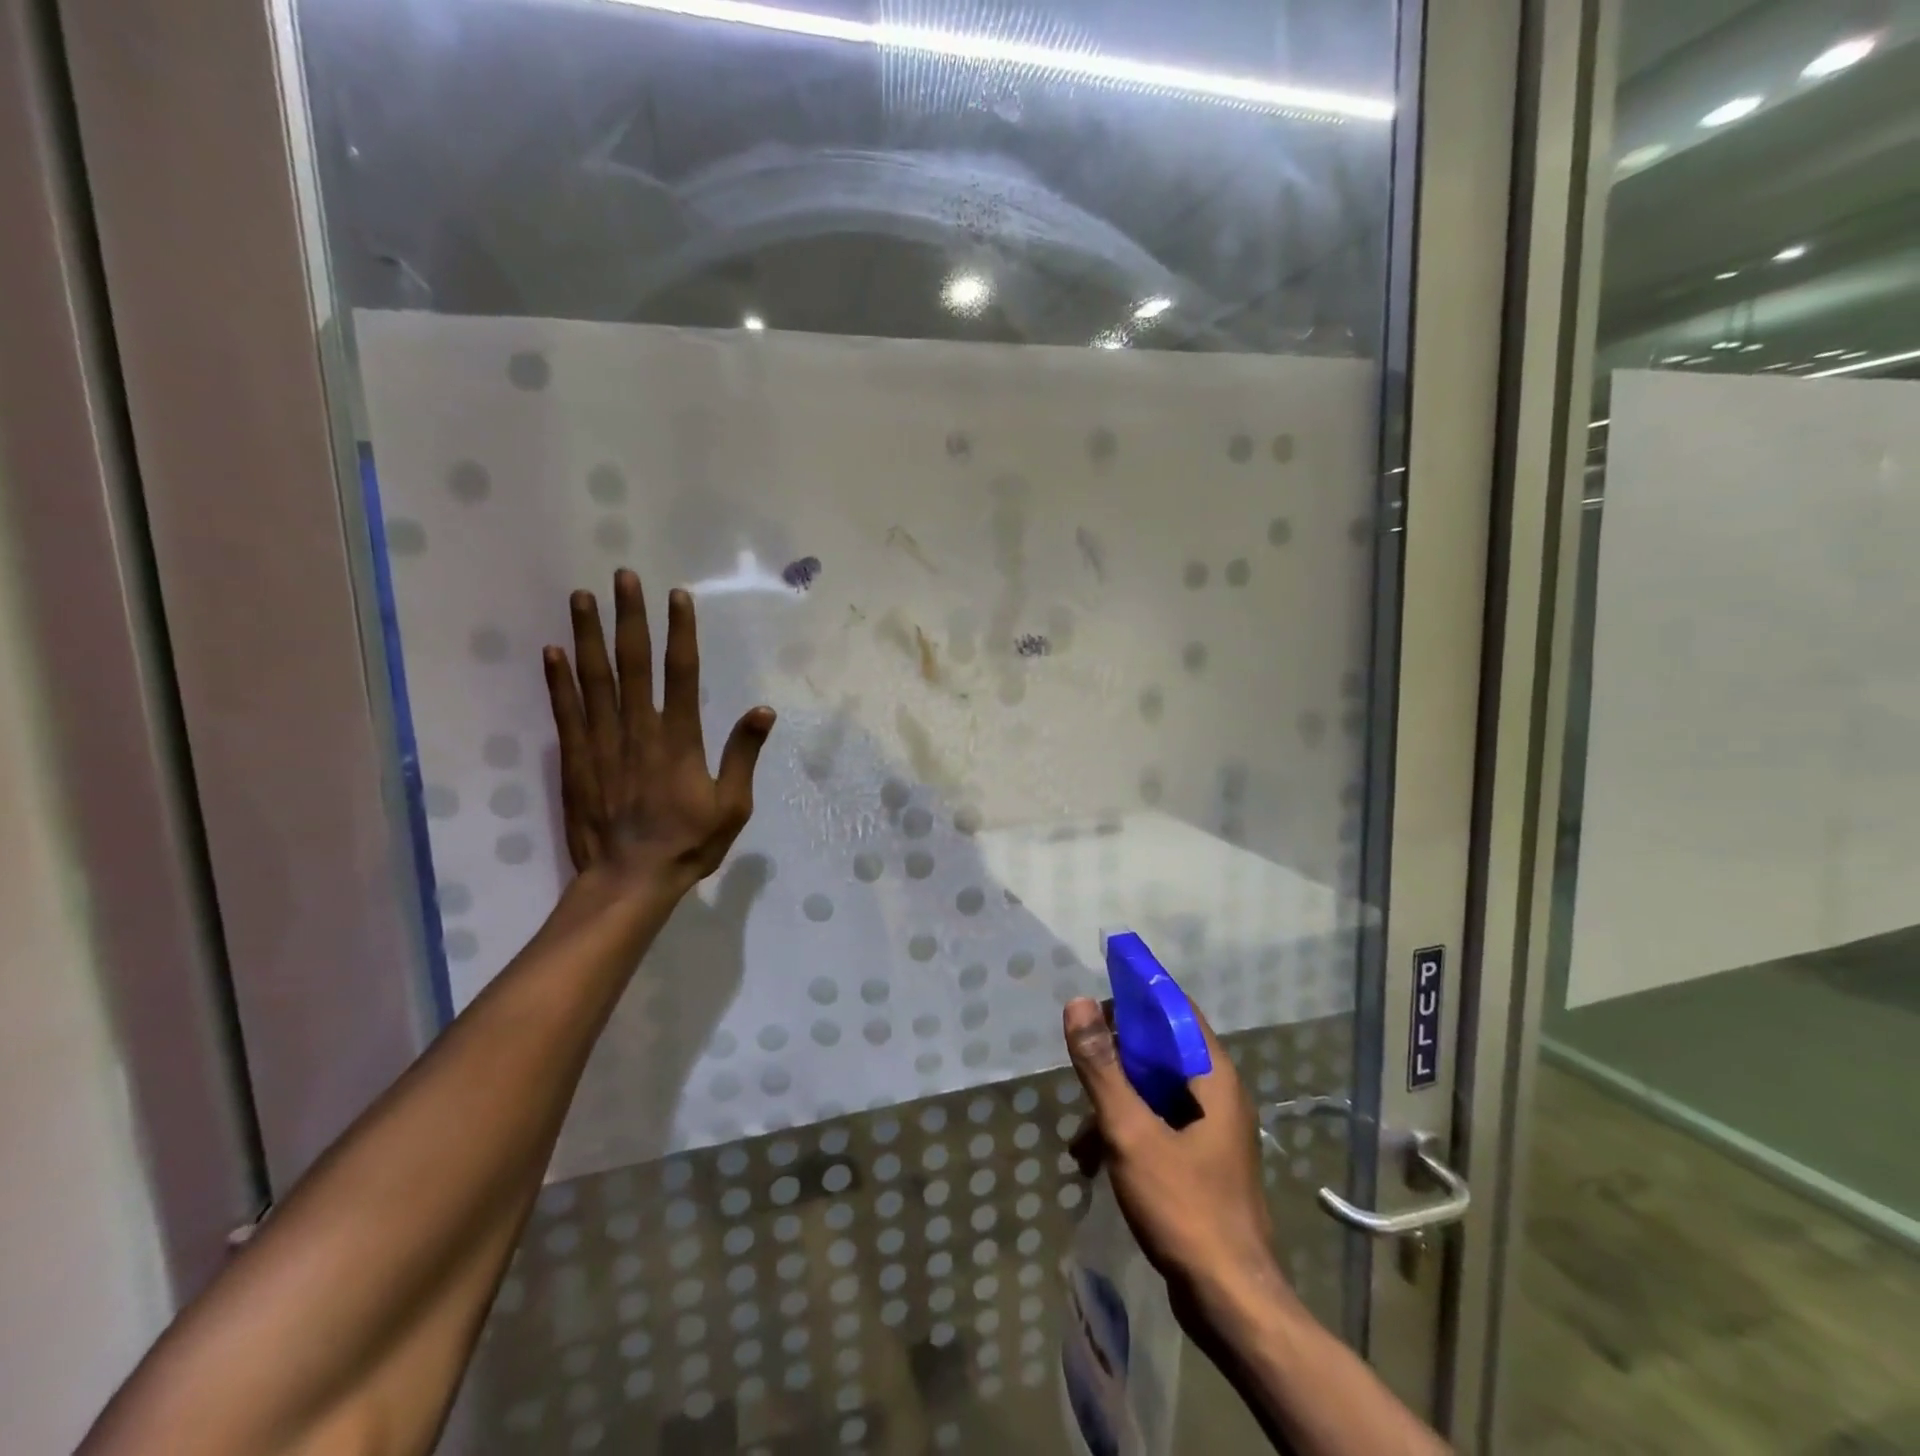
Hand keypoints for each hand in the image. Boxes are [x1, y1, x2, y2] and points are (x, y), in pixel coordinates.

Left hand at [544, 570, 774, 892]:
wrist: (629, 880)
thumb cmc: (688, 844)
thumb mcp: (732, 806)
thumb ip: (743, 755)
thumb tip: (763, 711)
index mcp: (679, 740)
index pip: (681, 674)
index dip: (680, 632)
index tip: (676, 597)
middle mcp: (639, 730)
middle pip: (633, 663)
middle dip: (630, 617)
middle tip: (623, 577)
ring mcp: (602, 743)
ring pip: (595, 678)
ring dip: (588, 635)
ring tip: (581, 596)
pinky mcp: (576, 759)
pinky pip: (566, 711)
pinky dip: (558, 680)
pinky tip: (552, 651)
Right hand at [1063, 998, 1283, 1307]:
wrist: (1230, 1303)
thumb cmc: (1184, 1206)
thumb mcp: (1130, 1131)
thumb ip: (1102, 1067)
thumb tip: (1078, 1003)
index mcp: (1213, 1077)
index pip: (1175, 1010)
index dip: (1137, 998)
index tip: (1097, 1002)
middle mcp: (1218, 1096)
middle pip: (1162, 1052)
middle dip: (1116, 1059)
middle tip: (1080, 1067)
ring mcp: (1213, 1132)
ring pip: (1156, 1093)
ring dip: (1115, 1104)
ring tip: (1080, 1138)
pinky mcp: (1203, 1164)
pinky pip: (1160, 1127)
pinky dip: (1128, 1134)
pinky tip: (1095, 1163)